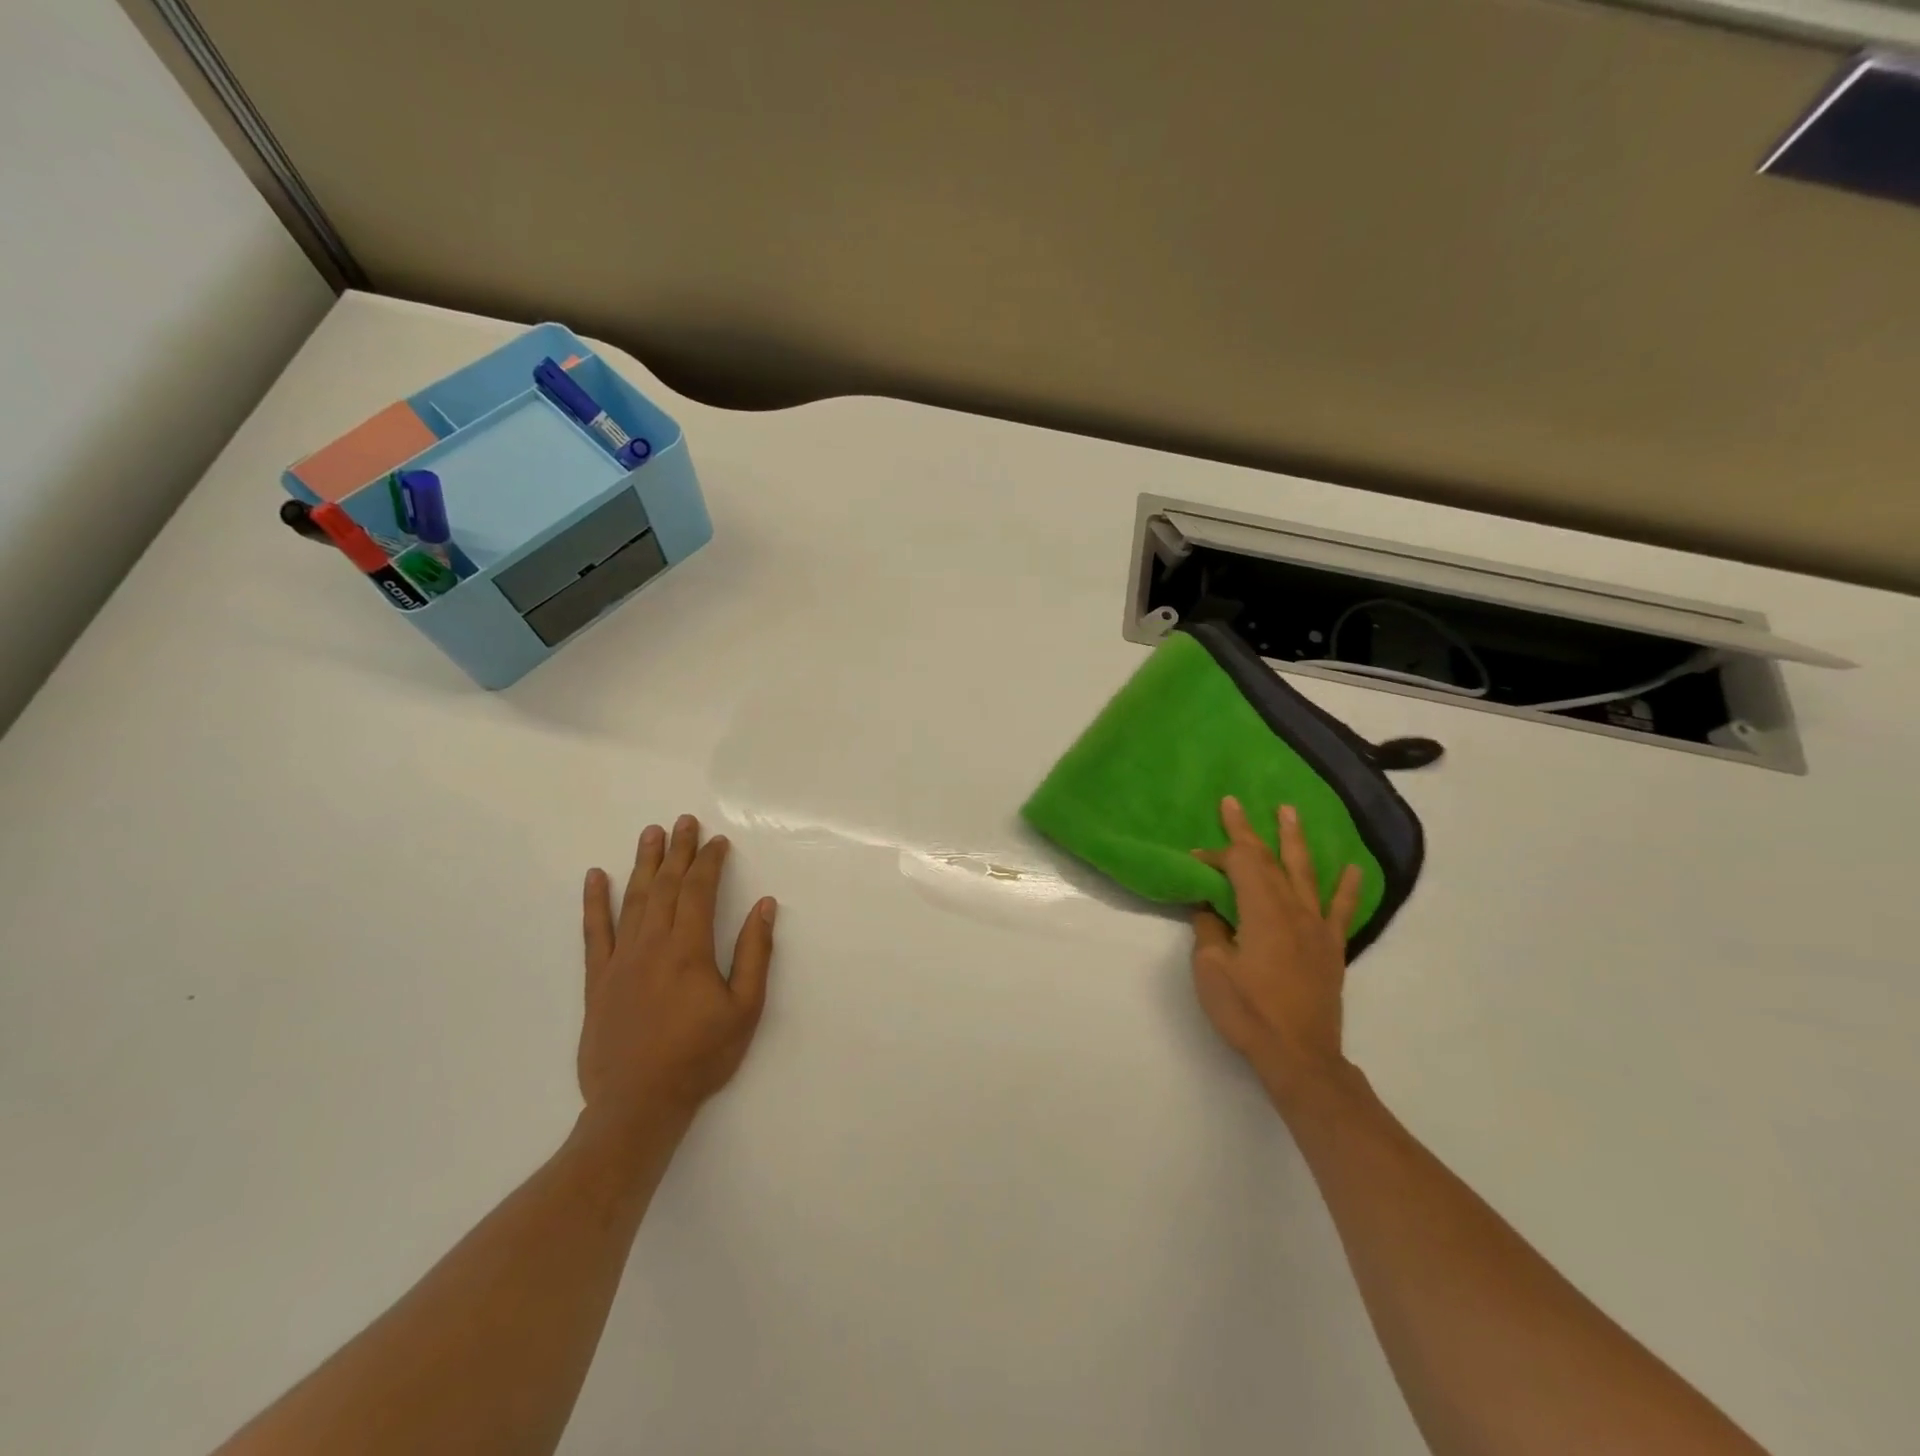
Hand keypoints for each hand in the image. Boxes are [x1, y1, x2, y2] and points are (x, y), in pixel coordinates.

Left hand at [578, 815, 776, 1140]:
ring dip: (643, 863)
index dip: (708, 862)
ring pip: (632, 899)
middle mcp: (651, 944)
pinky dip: (594, 902)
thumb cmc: (700, 1056)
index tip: (717, 842)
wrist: (638, 1104)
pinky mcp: (597, 980)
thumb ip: (754, 953)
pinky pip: (594, 932)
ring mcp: (620, 960)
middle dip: (677, 851)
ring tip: (650, 834)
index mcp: (688, 949)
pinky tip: (595, 877)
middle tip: (684, 821)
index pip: (698, 891)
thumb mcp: (745, 1009)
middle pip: (664, 885)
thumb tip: (764, 906)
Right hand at [1190, 797, 1362, 1109]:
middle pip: (1269, 860)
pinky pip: (1340, 910)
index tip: (1194, 856)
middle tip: (1235, 803)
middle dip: (1248, 831)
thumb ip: (1210, 931)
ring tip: (1289, 812)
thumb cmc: (1247, 1011)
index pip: (1238, 866)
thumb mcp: (1211, 969)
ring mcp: (1316, 928)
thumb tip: (1209, 908)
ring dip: (1294, 841)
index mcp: (1262, 911)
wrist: (1298, 1055)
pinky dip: (1346, 887)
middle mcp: (1293, 910)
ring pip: (1305, 873)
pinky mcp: (1330, 948)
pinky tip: (1352, 868)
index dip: (1216, 855)